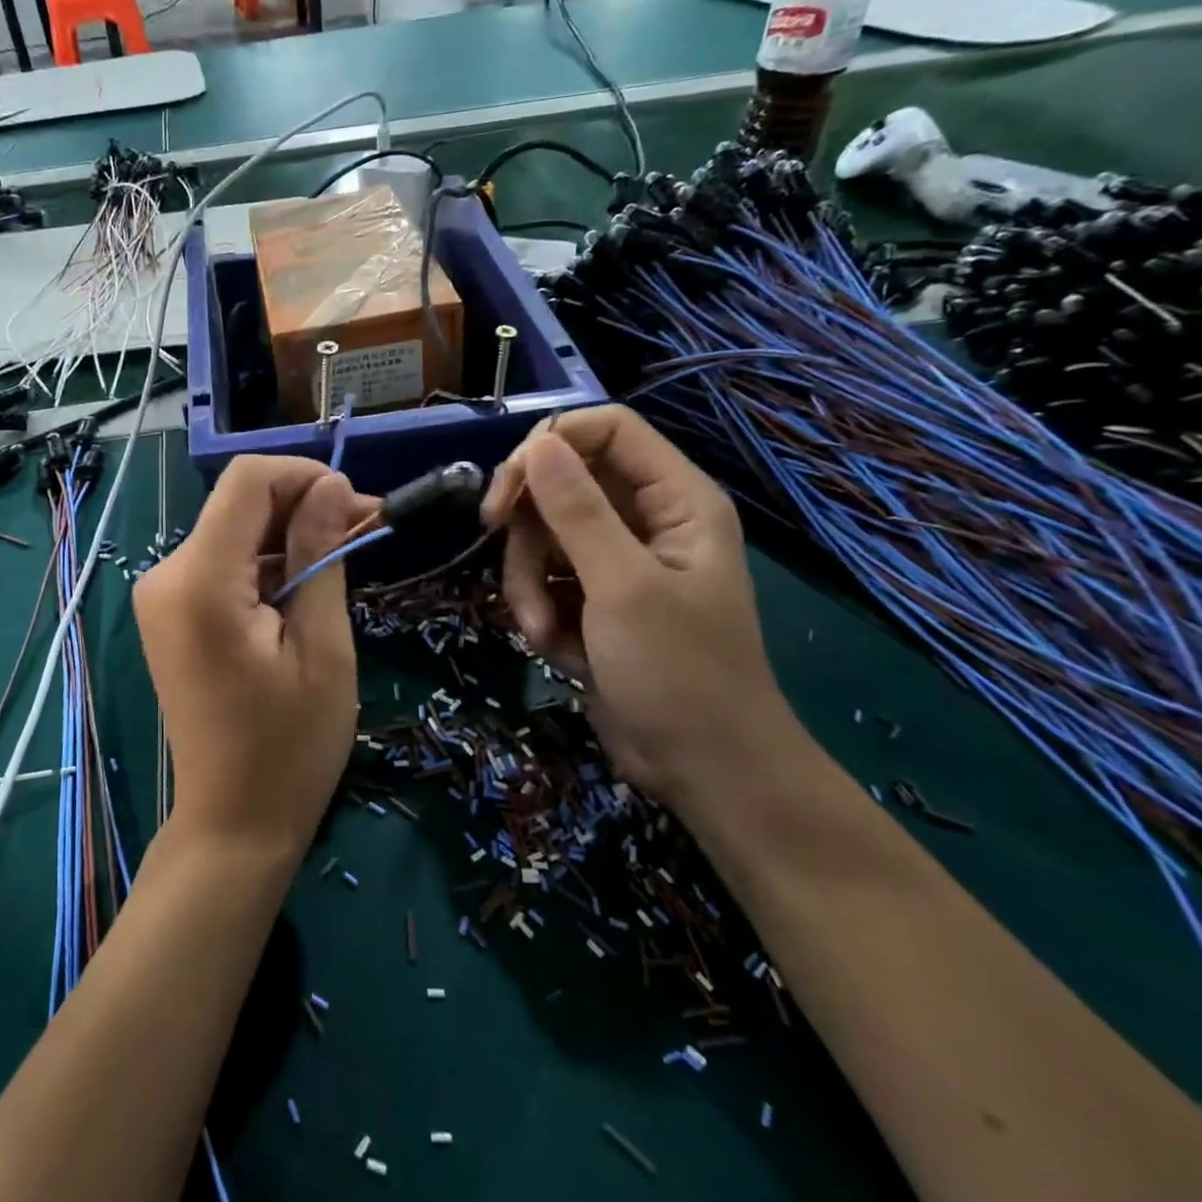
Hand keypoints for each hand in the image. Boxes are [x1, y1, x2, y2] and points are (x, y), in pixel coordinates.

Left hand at [134, 456, 375, 860]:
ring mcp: (162, 593)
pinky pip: (223, 561)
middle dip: (305, 506)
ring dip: (291, 535)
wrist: (233, 821)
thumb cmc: (290, 745)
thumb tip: (334, 484)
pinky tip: (305, 586)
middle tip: (368, 530)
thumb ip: (321, 554)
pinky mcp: (171, 611)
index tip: (356, 505)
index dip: (304, 476)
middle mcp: (166, 575)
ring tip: (346, 559)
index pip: (246, 481)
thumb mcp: (322, 646)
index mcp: (200, 581)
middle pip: (239, 503)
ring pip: (235, 530)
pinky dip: (267, 562)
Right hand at [481, 406, 799, 807]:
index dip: (552, 443)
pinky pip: (541, 576)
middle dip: (528, 525)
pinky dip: (537, 609)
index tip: (509, 485)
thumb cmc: (680, 673)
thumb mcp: (624, 587)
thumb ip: (578, 511)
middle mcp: (644, 518)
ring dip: (527, 581)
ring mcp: (614, 560)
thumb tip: (537, 443)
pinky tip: (556, 649)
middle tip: (498, 545)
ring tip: (543, 631)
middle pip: (561, 481)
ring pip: (540, 534)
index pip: (606, 430)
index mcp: (675, 499)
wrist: (702, 771)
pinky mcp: (591, 597)